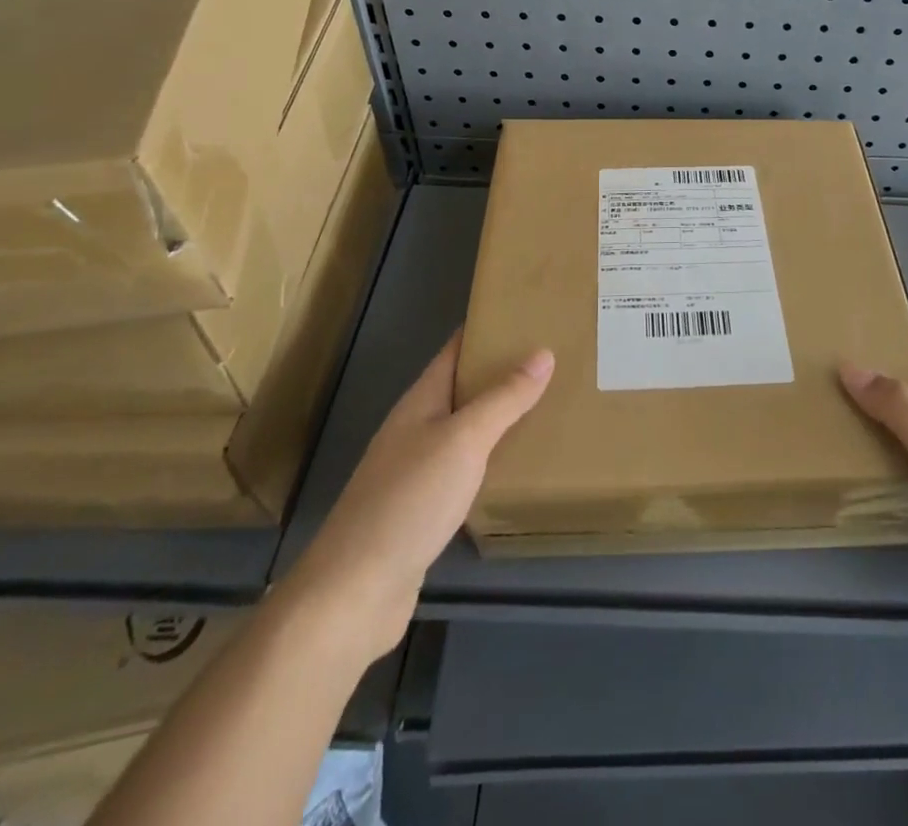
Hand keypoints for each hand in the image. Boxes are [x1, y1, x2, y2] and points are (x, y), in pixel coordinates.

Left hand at [280, 333, 552, 666]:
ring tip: (546, 406)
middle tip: (553, 360)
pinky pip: (464, 470)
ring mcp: (415, 472)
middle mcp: (415, 430)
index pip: (455, 350)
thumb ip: (503, 399)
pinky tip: (516, 468)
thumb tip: (542, 353)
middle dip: (501, 372)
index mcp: (420, 403)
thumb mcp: (464, 440)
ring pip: (465, 430)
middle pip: (462, 388)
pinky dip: (491, 459)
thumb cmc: (409, 501)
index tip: (527, 314)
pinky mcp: (421, 511)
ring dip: (499, 417)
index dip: (486, 329)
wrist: (354, 593)